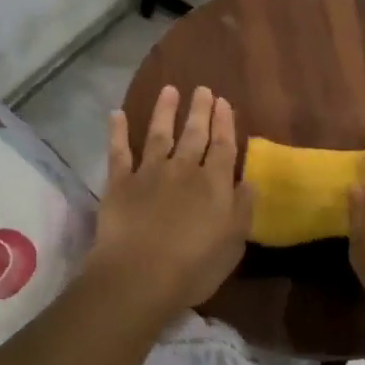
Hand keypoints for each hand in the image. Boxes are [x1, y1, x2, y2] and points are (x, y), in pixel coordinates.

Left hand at [86, 85, 252, 317]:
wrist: (139, 275)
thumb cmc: (194, 268)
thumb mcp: (233, 244)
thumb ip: (242, 209)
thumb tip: (249, 181)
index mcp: (215, 185)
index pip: (224, 147)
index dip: (225, 124)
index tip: (224, 103)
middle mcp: (184, 170)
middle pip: (194, 134)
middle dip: (200, 110)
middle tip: (203, 89)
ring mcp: (149, 173)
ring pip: (159, 134)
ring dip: (165, 111)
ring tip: (169, 90)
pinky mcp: (120, 183)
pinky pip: (118, 151)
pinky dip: (117, 131)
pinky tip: (116, 113)